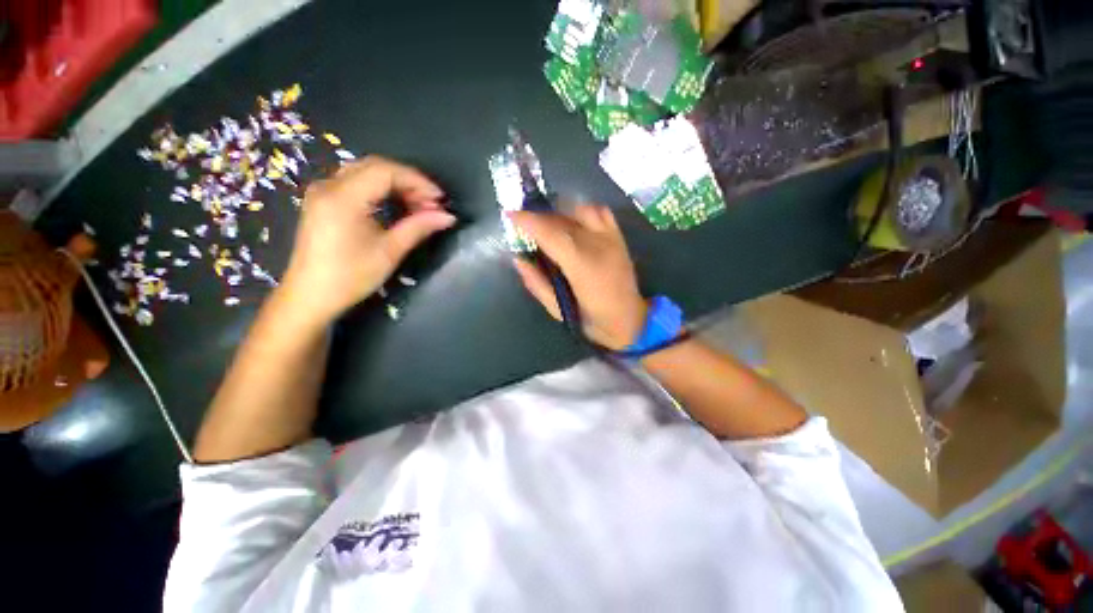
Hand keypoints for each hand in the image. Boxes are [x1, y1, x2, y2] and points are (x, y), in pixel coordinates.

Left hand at [278, 156, 455, 325]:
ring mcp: (322, 191)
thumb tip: (448, 217)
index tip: (440, 200)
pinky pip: (356, 182)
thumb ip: (419, 227)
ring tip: (418, 206)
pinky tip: (396, 206)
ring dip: (396, 185)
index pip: (386, 171)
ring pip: (366, 172)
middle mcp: (329, 185)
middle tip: (431, 204)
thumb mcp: (390, 251)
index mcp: (343, 197)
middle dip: (409, 181)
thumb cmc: (351, 276)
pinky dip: (381, 189)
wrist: (311, 296)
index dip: (417, 181)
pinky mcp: (323, 201)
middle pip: (376, 167)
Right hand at [509, 204, 646, 349]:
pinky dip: (583, 210)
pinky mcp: (619, 238)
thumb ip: (536, 283)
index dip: (529, 221)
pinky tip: (573, 221)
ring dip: (560, 211)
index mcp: (582, 266)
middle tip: (525, 224)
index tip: (510, 215)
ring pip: (582, 209)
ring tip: (548, 223)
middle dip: (540, 216)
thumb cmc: (592, 320)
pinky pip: (601, 212)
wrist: (630, 321)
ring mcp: (612, 239)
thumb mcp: (558, 310)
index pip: (551, 234)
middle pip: (564, 219)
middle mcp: (598, 246)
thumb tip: (518, 259)